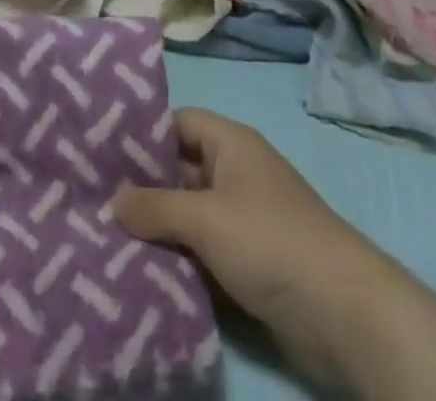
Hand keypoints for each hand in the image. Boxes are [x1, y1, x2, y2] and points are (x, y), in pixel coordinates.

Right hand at [115, 110, 435, 400]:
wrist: (343, 312)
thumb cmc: (271, 241)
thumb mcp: (206, 218)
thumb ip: (156, 207)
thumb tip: (113, 200)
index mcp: (230, 143)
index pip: (176, 123)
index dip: (142, 133)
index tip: (99, 150)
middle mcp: (235, 173)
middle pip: (179, 170)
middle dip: (142, 187)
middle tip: (92, 198)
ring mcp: (243, 219)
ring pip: (189, 215)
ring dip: (158, 229)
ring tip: (104, 236)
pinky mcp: (249, 263)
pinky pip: (203, 251)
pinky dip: (178, 259)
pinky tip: (141, 272)